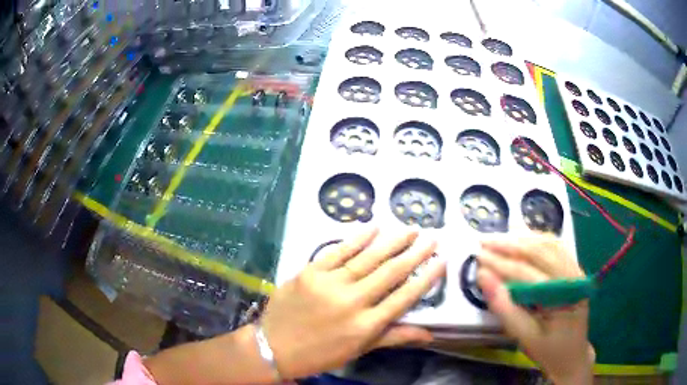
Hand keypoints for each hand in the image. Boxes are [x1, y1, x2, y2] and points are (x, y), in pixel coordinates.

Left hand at [260, 227, 445, 379]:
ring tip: (411, 229)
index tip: (442, 261)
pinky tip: (374, 226)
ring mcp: (329, 284)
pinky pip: (337, 251)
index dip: (426, 278)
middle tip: (432, 237)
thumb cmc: (320, 353)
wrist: (274, 346)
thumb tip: (429, 334)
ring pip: (368, 258)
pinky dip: (357, 238)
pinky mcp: (310, 271)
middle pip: (391, 272)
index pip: (405, 297)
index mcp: (366, 325)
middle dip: (415, 253)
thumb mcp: (359, 350)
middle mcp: (352, 302)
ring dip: (392, 241)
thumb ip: (394, 338)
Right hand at [477, 235, 594, 384]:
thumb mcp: (524, 337)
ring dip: (523, 238)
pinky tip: (523, 239)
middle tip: (484, 241)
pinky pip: (555, 247)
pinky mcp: (574, 270)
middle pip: (540, 250)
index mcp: (563, 294)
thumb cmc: (548, 351)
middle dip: (509, 244)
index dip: (500, 263)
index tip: (477, 257)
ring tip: (499, 237)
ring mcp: (576, 270)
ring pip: (549, 243)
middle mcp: (573, 275)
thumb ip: (505, 308)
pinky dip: (536, 240)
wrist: (573, 356)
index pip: (527, 272)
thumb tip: (483, 277)